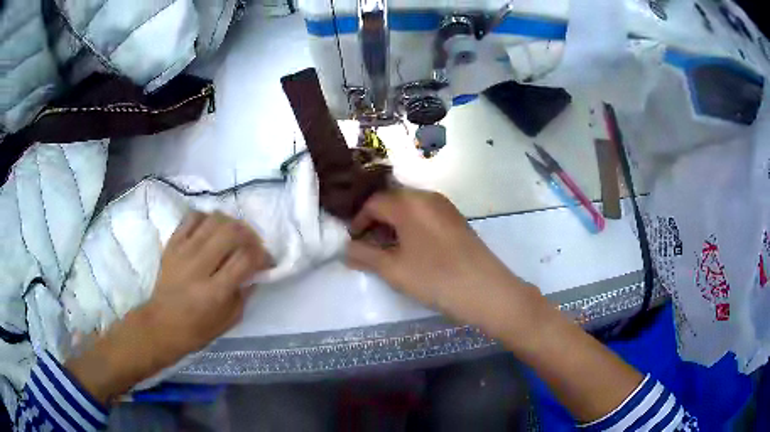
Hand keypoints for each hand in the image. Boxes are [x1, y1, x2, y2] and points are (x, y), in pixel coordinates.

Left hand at [67, 211, 270, 402]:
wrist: (161, 323)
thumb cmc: (198, 329)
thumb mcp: (230, 320)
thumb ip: (245, 292)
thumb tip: (255, 270)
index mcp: (215, 292)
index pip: (246, 259)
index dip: (262, 256)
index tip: (265, 261)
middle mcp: (199, 267)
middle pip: (232, 232)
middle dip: (249, 235)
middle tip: (252, 246)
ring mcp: (183, 252)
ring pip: (214, 219)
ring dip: (231, 224)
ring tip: (233, 237)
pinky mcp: (172, 244)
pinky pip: (192, 217)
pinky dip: (207, 219)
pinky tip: (210, 230)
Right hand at [346, 189, 536, 325]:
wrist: (486, 290)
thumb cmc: (434, 278)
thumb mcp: (393, 270)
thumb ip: (365, 256)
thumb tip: (346, 249)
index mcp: (408, 203)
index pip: (373, 203)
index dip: (358, 221)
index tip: (353, 242)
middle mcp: (427, 197)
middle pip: (392, 201)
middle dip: (376, 222)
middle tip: (368, 246)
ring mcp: (445, 206)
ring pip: (410, 208)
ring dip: (394, 225)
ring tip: (388, 250)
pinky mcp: (456, 219)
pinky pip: (426, 215)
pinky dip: (412, 227)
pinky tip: (413, 249)